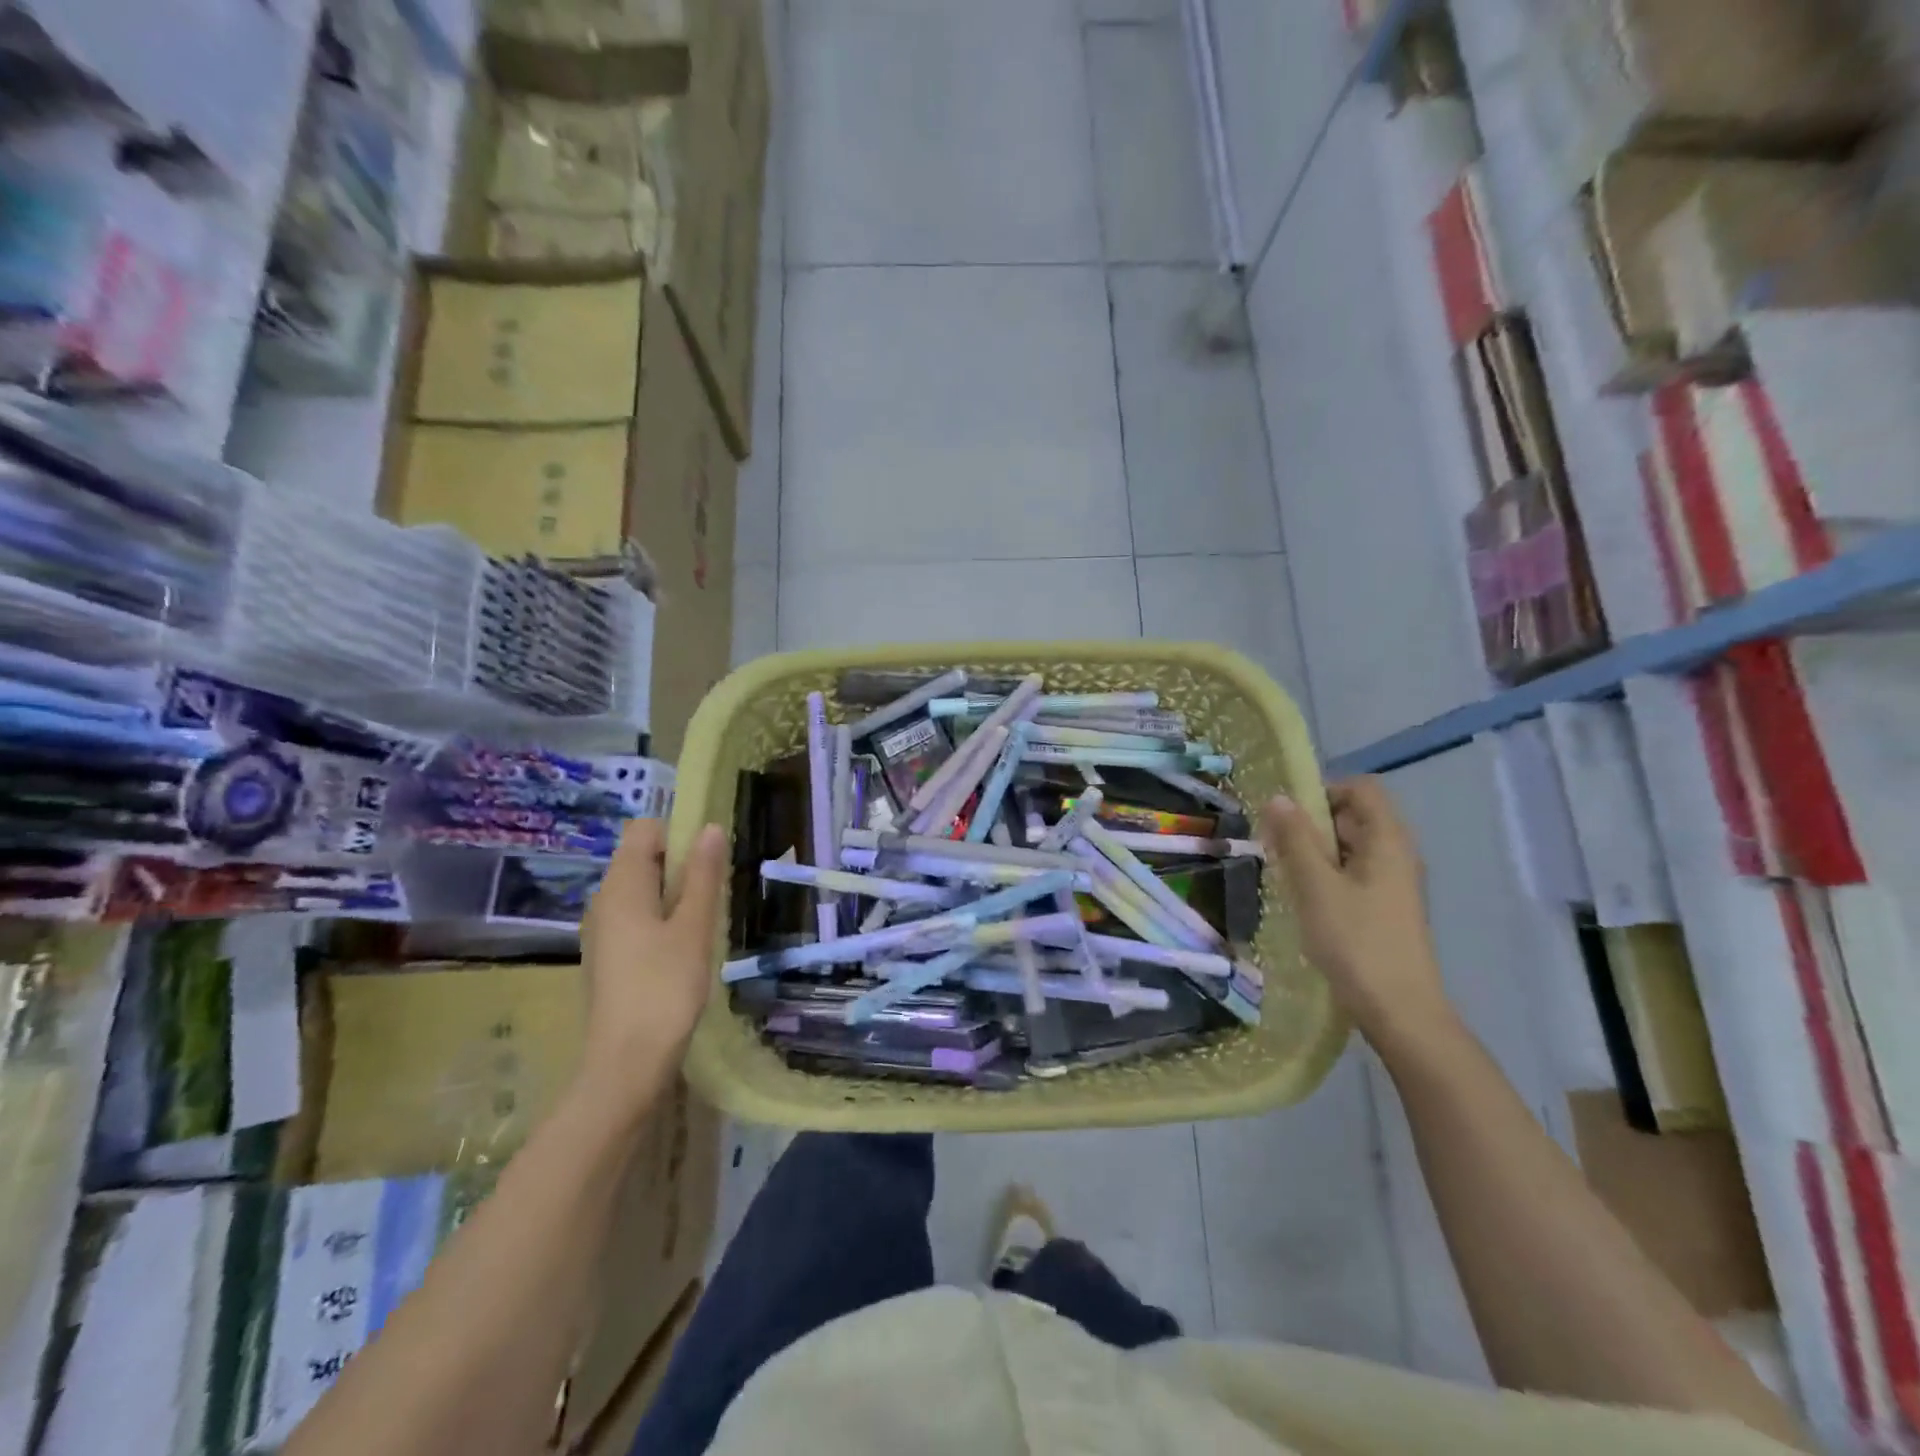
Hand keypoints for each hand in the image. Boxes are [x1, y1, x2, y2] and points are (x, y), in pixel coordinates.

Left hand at [577, 819, 727, 1113]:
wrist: (626, 1064)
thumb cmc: (664, 987)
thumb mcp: (694, 927)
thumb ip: (703, 875)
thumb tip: (711, 828)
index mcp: (621, 886)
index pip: (644, 830)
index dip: (679, 833)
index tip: (710, 858)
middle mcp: (604, 901)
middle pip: (643, 859)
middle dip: (682, 865)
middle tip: (715, 894)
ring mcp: (603, 932)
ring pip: (643, 891)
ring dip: (676, 895)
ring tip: (705, 923)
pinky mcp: (610, 957)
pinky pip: (638, 918)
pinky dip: (663, 920)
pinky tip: (685, 948)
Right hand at [1262, 778, 1458, 1054]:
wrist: (1399, 1011)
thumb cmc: (1356, 941)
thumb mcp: (1315, 886)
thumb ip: (1295, 839)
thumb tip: (1278, 798)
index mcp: (1388, 840)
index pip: (1361, 788)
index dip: (1323, 791)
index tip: (1288, 816)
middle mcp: (1397, 854)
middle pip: (1354, 816)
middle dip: (1311, 823)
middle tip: (1276, 846)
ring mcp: (1394, 883)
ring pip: (1351, 847)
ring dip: (1315, 851)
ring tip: (1285, 874)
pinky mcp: (1386, 908)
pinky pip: (1354, 873)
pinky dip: (1326, 875)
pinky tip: (1305, 899)